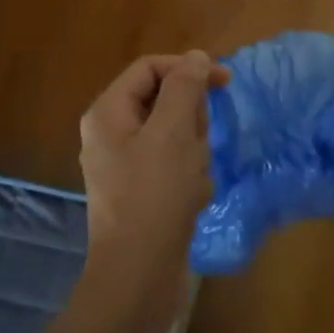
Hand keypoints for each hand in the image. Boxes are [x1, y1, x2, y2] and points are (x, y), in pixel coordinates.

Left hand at [77, 50, 223, 325]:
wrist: (138, 274)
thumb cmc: (155, 195)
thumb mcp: (173, 132)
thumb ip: (184, 88)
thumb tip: (194, 57)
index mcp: (108, 113)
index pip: (150, 68)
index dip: (187, 68)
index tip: (224, 83)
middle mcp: (110, 134)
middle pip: (162, 102)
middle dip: (190, 120)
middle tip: (196, 146)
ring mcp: (124, 166)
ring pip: (173, 136)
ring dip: (193, 152)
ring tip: (193, 180)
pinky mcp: (140, 193)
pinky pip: (172, 167)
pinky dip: (189, 178)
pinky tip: (192, 199)